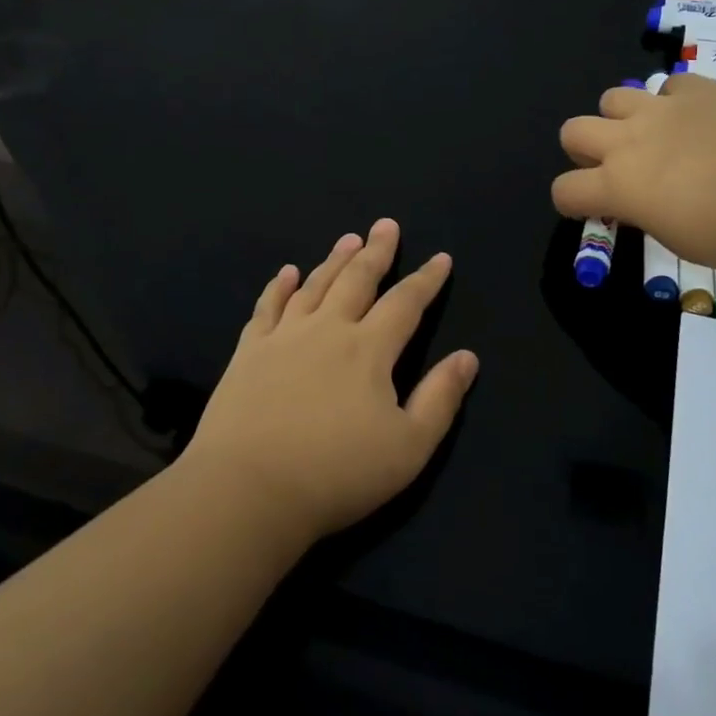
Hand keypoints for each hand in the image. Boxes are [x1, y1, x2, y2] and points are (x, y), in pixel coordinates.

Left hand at [180, 219, 478, 543]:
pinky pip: (267, 308)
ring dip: (334, 260)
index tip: (441, 258)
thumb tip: (468, 357)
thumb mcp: (408, 447)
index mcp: (369, 350)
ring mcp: (284, 337)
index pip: (405, 303)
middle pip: (357, 280)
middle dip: (376, 251)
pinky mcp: (249, 353)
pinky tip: (287, 272)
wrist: (248, 490)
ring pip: (315, 286)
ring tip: (348, 239)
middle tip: (386, 224)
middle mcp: (328, 330)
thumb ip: (440, 398)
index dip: (426, 279)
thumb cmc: (336, 474)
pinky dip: (279, 286)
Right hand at [553, 75, 715, 269]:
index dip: (571, 202)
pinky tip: (696, 119)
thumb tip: (640, 200)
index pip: (564, 190)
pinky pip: (669, 85)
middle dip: (584, 150)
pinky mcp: (699, 88)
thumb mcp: (676, 238)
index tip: (591, 209)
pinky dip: (673, 101)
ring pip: (612, 98)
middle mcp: (629, 140)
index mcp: (618, 185)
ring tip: (652, 136)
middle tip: (615, 167)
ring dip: (621, 119)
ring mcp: (663, 108)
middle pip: (573, 131)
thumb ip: (644, 212)